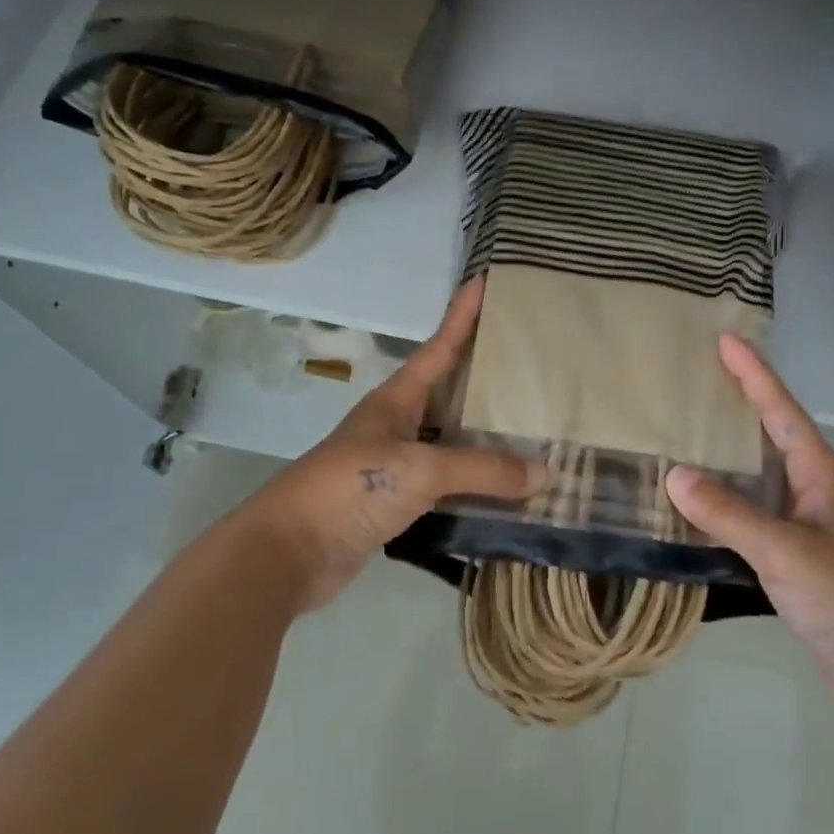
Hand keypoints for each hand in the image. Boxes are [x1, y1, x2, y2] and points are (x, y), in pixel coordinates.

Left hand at [242, 277, 542, 612]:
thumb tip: (544, 471)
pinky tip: (506, 488)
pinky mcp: (396, 504)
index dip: (462, 316)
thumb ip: (482, 468)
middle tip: (530, 362)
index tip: (484, 281)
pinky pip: (447, 485)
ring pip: (452, 441)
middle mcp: (398, 425)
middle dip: (485, 376)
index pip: (438, 347)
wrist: (290, 551)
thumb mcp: (420, 469)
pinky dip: (476, 485)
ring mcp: (396, 465)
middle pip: (450, 392)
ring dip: (486, 438)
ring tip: (532, 426)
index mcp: (397, 400)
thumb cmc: (350, 487)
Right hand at [665, 335, 833, 735]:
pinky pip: (750, 516)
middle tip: (694, 379)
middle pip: (769, 435)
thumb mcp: (786, 552)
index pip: (781, 410)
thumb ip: (729, 515)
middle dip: (737, 404)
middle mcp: (814, 491)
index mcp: (821, 475)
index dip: (754, 373)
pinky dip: (721, 505)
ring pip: (757, 477)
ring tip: (683, 433)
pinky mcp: (795, 558)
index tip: (725, 339)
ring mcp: (805, 526)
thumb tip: (675, 476)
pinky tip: (693, 506)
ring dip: (724, 457)